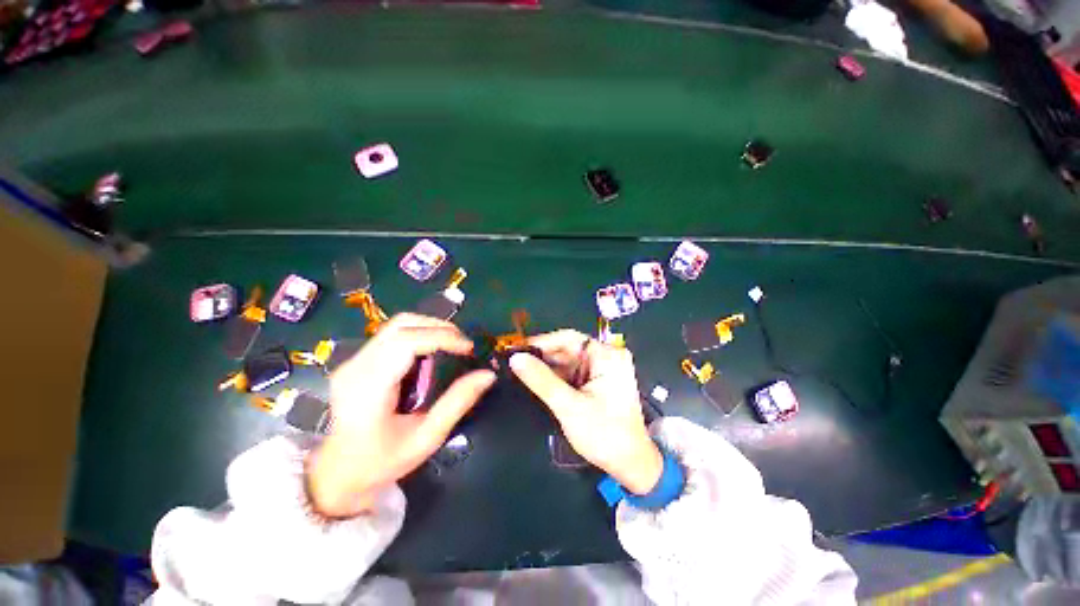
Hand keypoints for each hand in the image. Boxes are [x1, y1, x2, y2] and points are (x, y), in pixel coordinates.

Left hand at [307, 314, 495, 516]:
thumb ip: (458, 403)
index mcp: (369, 387)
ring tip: (452, 344)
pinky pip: (392, 335)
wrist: (337, 474)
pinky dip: (419, 335)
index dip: (441, 337)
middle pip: (401, 325)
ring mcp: (353, 361)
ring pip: (397, 325)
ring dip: (430, 328)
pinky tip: (432, 352)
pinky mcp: (357, 361)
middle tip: (463, 344)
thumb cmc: (382, 461)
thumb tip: (488, 375)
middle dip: (439, 327)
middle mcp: (356, 366)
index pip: (405, 342)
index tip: (468, 348)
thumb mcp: (426, 438)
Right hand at [510, 330, 662, 494]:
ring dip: (546, 368)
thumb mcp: (569, 406)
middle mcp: (606, 357)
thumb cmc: (604, 434)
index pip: (569, 338)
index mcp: (607, 356)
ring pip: (567, 362)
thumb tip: (515, 359)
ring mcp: (601, 370)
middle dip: (542, 357)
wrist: (630, 465)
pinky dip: (555, 378)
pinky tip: (536, 381)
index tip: (517, 349)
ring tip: (520, 372)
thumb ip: (541, 380)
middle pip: (567, 349)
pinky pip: (571, 374)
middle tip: (514, 363)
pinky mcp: (596, 382)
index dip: (542, 342)